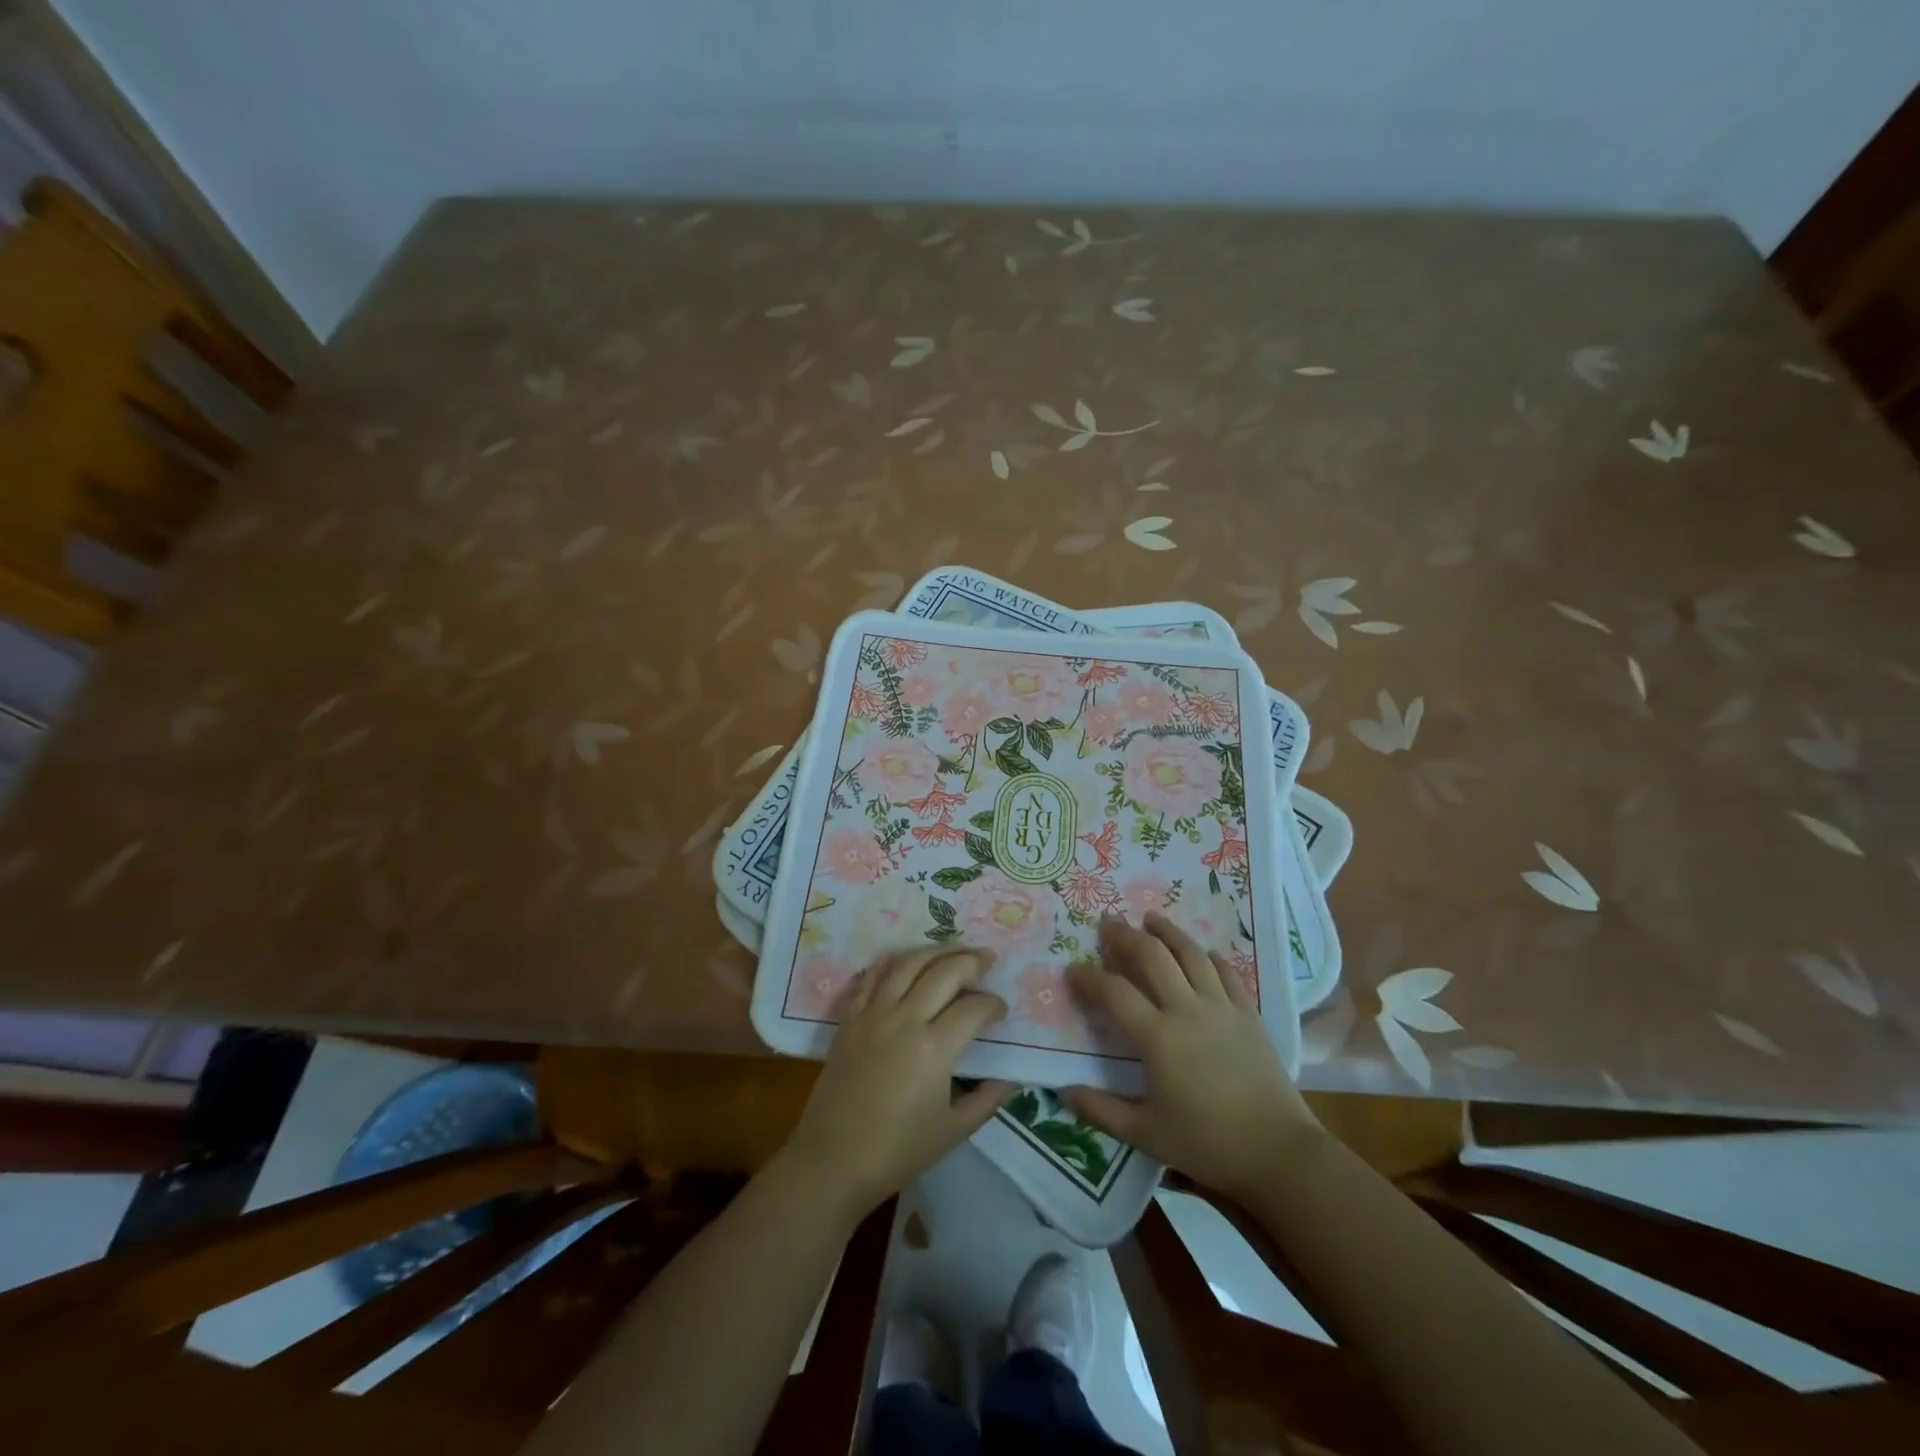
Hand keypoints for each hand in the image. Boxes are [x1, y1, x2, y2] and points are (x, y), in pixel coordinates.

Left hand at [777, 947, 1012, 1215]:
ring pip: (908, 964)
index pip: (973, 1009)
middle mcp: (905, 1018)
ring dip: (936, 951)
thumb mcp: (953, 1131)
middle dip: (971, 962)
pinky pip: (872, 976)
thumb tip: (1009, 1078)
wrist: (833, 1160)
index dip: (993, 1005)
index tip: (1001, 1010)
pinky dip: (892, 962)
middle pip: (944, 972)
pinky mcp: (850, 1018)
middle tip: (987, 960)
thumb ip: (986, 1100)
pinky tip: (906, 961)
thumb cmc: (897, 1151)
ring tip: (954, 950)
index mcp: (934, 1047)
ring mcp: (874, 1014)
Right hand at [1063, 914, 1319, 1199]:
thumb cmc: (1208, 1144)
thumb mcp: (1146, 1134)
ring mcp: (1222, 1007)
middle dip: (1126, 936)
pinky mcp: (1249, 1014)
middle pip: (1152, 957)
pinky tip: (1204, 952)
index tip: (1073, 969)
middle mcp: (1187, 1010)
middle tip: (1109, 922)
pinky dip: (1212, 957)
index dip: (1090, 977)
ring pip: (1191, 954)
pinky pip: (1227, 973)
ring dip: (1168, 932)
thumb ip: (1101, 1111)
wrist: (1279, 1152)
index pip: (1114, 992)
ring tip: (1151, 918)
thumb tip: (1063, 1093)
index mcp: (1158, 1037)